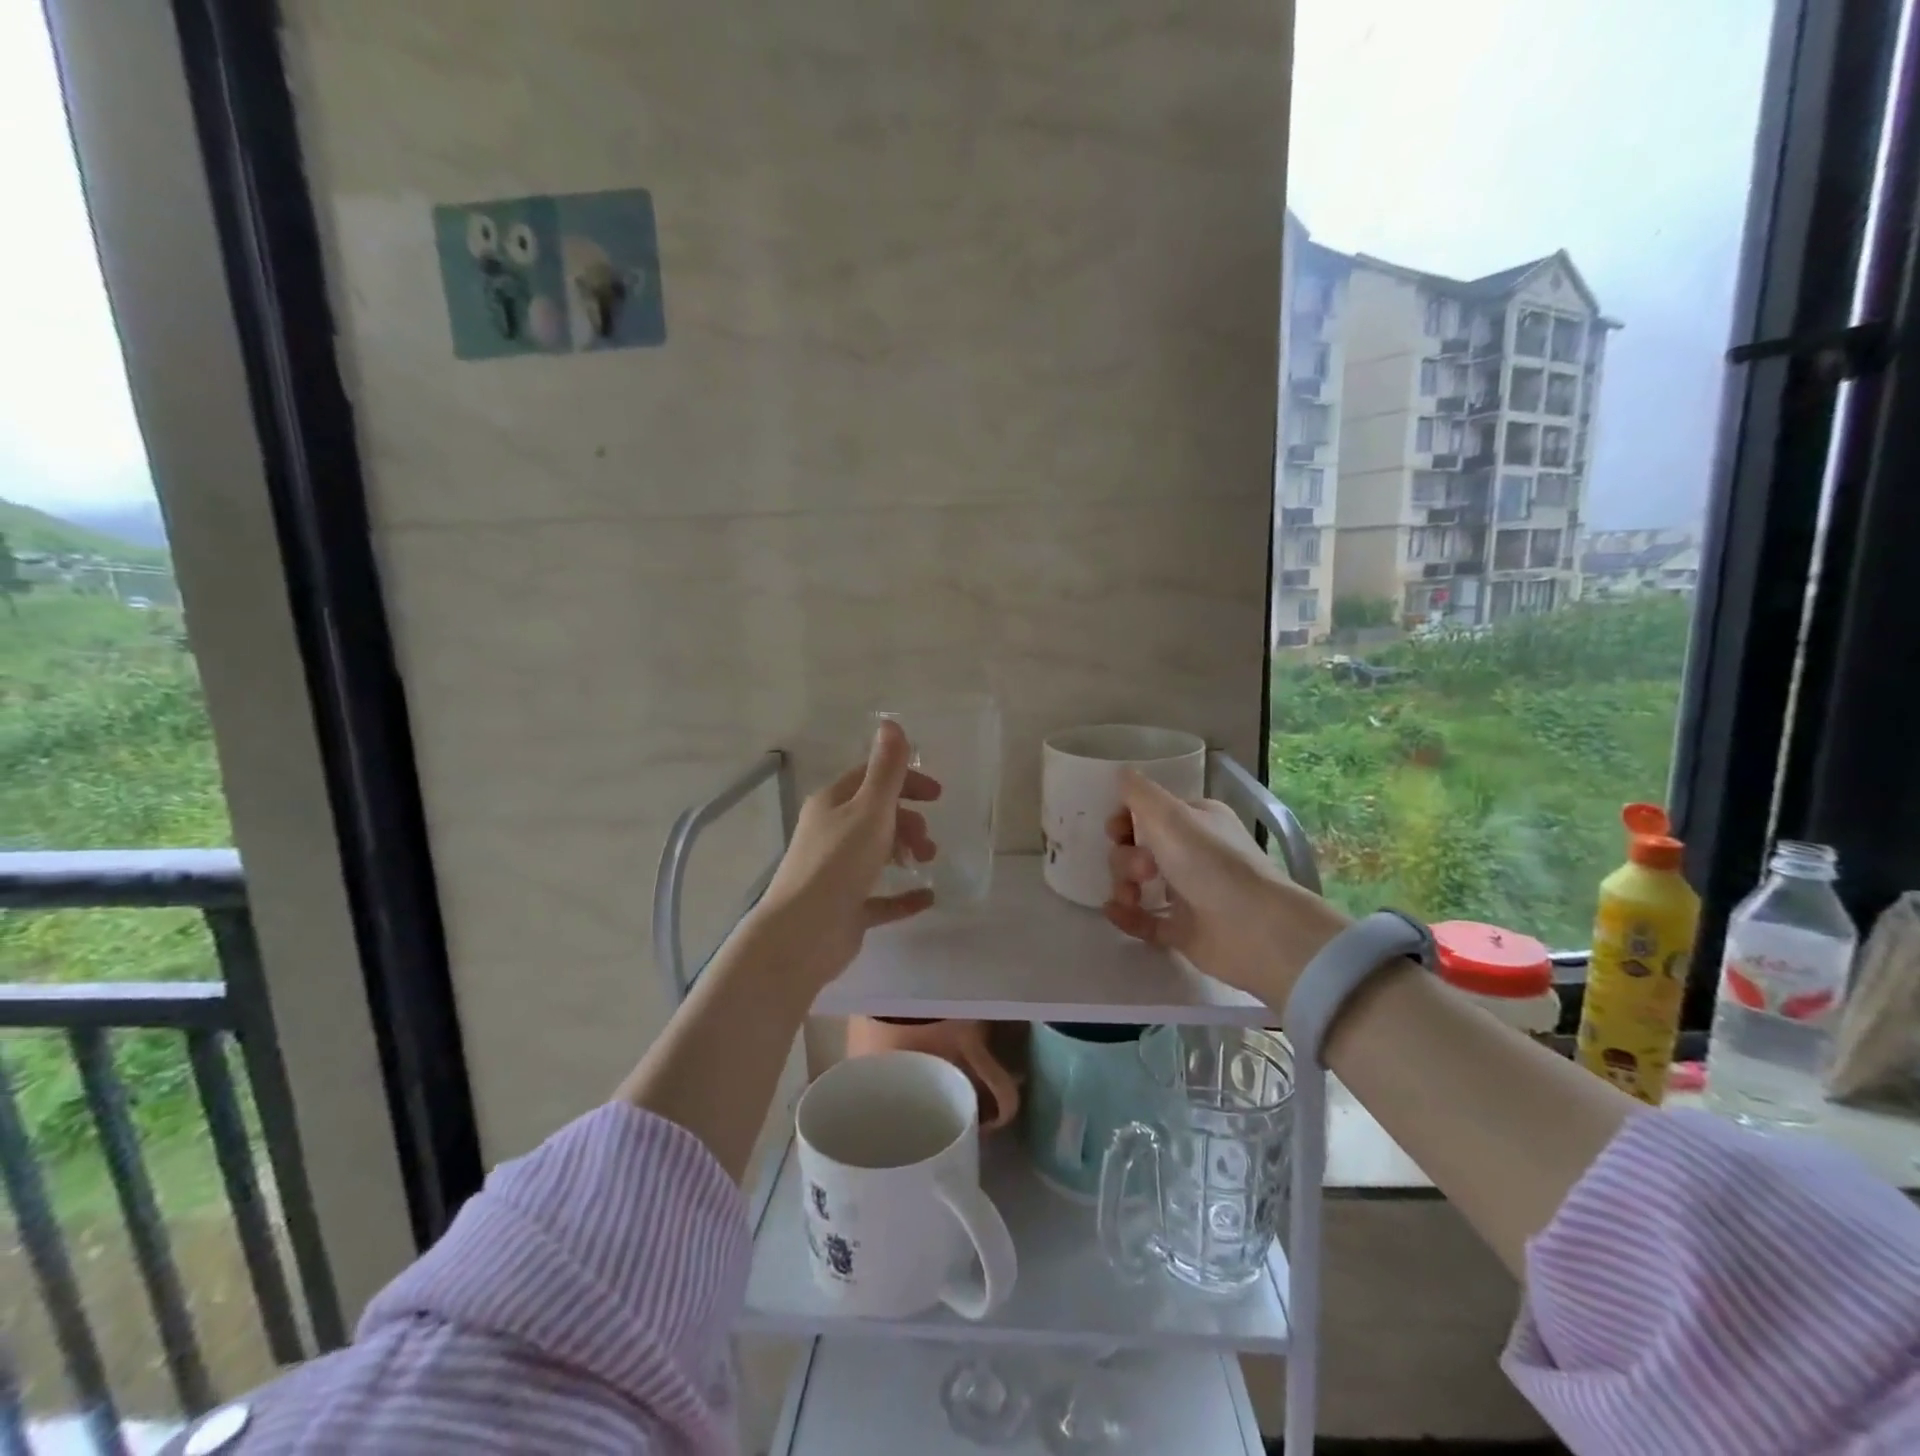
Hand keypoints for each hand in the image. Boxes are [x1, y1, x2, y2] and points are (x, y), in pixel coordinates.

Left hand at [750, 720, 941, 992]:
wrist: (803, 934)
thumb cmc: (838, 863)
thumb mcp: (870, 810)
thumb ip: (886, 770)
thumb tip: (891, 722)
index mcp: (832, 804)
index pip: (871, 779)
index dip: (905, 781)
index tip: (937, 795)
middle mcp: (831, 833)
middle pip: (876, 816)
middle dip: (908, 821)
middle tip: (928, 840)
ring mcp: (836, 873)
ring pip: (877, 852)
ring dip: (907, 852)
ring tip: (926, 863)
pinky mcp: (844, 908)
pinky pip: (880, 897)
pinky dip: (903, 896)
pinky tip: (927, 898)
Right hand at [1103, 770, 1348, 1005]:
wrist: (1255, 929)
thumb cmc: (1211, 862)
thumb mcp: (1169, 815)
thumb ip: (1139, 792)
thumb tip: (1121, 772)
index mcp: (1195, 822)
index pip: (1148, 814)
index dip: (1124, 821)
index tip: (1116, 832)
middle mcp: (1192, 854)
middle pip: (1138, 849)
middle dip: (1127, 858)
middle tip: (1144, 869)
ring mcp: (1188, 894)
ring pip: (1139, 885)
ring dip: (1123, 886)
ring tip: (1131, 898)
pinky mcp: (1184, 930)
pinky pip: (1145, 921)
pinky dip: (1127, 916)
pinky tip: (1115, 912)